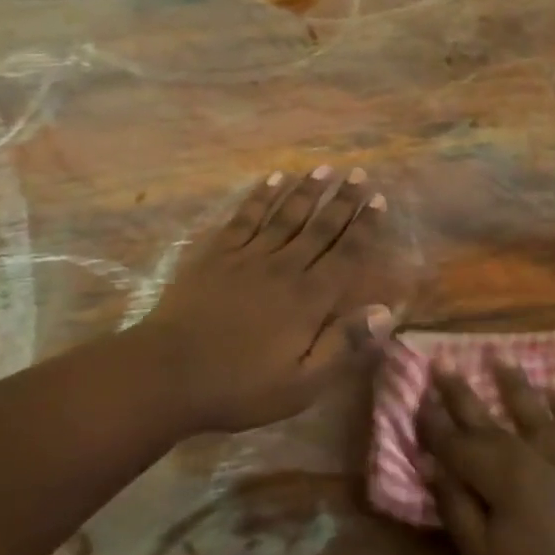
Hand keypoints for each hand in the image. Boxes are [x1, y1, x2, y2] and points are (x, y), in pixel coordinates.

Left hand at [132, 166, 398, 433]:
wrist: (168, 374)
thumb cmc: (239, 386)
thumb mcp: (302, 384)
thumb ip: (343, 346)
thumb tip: (385, 311)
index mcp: (308, 299)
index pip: (345, 255)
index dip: (365, 227)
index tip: (379, 200)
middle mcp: (284, 267)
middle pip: (319, 227)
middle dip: (343, 200)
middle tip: (359, 173)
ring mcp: (247, 256)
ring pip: (285, 215)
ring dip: (307, 190)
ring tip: (325, 167)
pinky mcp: (217, 254)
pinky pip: (245, 217)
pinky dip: (261, 197)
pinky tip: (273, 179)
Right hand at [419, 362, 554, 554]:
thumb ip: (455, 507)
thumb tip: (431, 464)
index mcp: (499, 477)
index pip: (456, 443)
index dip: (434, 422)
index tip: (417, 396)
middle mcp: (532, 456)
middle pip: (489, 421)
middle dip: (461, 394)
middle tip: (443, 364)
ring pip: (536, 415)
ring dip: (515, 386)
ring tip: (500, 358)